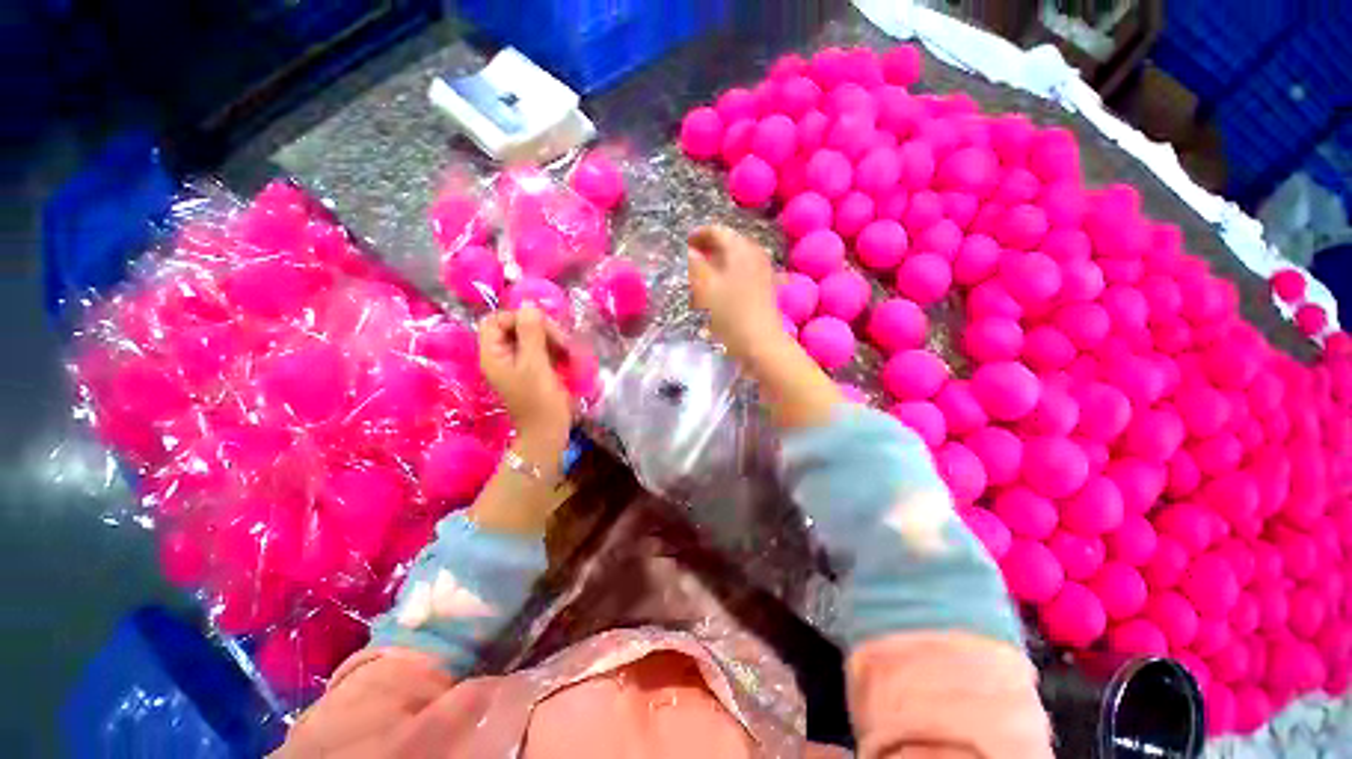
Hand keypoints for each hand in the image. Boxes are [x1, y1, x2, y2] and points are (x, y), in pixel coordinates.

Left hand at [478, 306, 573, 449]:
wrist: (548, 433)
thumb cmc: (540, 401)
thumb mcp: (536, 365)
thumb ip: (531, 333)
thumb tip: (529, 305)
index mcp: (493, 354)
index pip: (495, 320)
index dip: (518, 318)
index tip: (542, 328)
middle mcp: (502, 357)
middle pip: (516, 327)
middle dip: (542, 330)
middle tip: (563, 343)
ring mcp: (518, 364)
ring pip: (532, 338)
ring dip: (553, 341)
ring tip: (569, 353)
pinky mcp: (533, 371)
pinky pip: (542, 351)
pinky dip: (555, 351)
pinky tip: (568, 359)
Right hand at [687, 225, 786, 362]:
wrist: (760, 343)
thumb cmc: (730, 313)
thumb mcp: (705, 287)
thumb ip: (693, 264)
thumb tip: (686, 250)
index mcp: (740, 249)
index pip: (717, 231)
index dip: (698, 235)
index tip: (683, 245)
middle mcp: (754, 254)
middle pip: (728, 244)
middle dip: (708, 249)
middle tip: (690, 259)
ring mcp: (762, 271)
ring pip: (735, 259)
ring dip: (717, 263)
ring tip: (701, 275)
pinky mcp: (764, 288)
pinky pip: (742, 273)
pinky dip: (727, 275)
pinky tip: (718, 289)